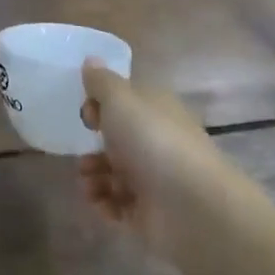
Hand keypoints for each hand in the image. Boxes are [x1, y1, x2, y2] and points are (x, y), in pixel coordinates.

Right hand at [78, 60, 225, 258]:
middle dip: (93, 146)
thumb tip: (91, 61)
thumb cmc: (153, 142)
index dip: (101, 106)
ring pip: (114, 173)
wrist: (193, 207)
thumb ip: (101, 82)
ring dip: (94, 176)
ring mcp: (155, 179)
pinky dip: (105, 203)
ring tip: (89, 183)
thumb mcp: (120, 99)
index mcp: (155, 109)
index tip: (87, 114)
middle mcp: (156, 141)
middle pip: (117, 140)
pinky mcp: (150, 213)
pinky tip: (99, 203)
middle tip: (82, 155)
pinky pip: (119, 205)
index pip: (125, 102)